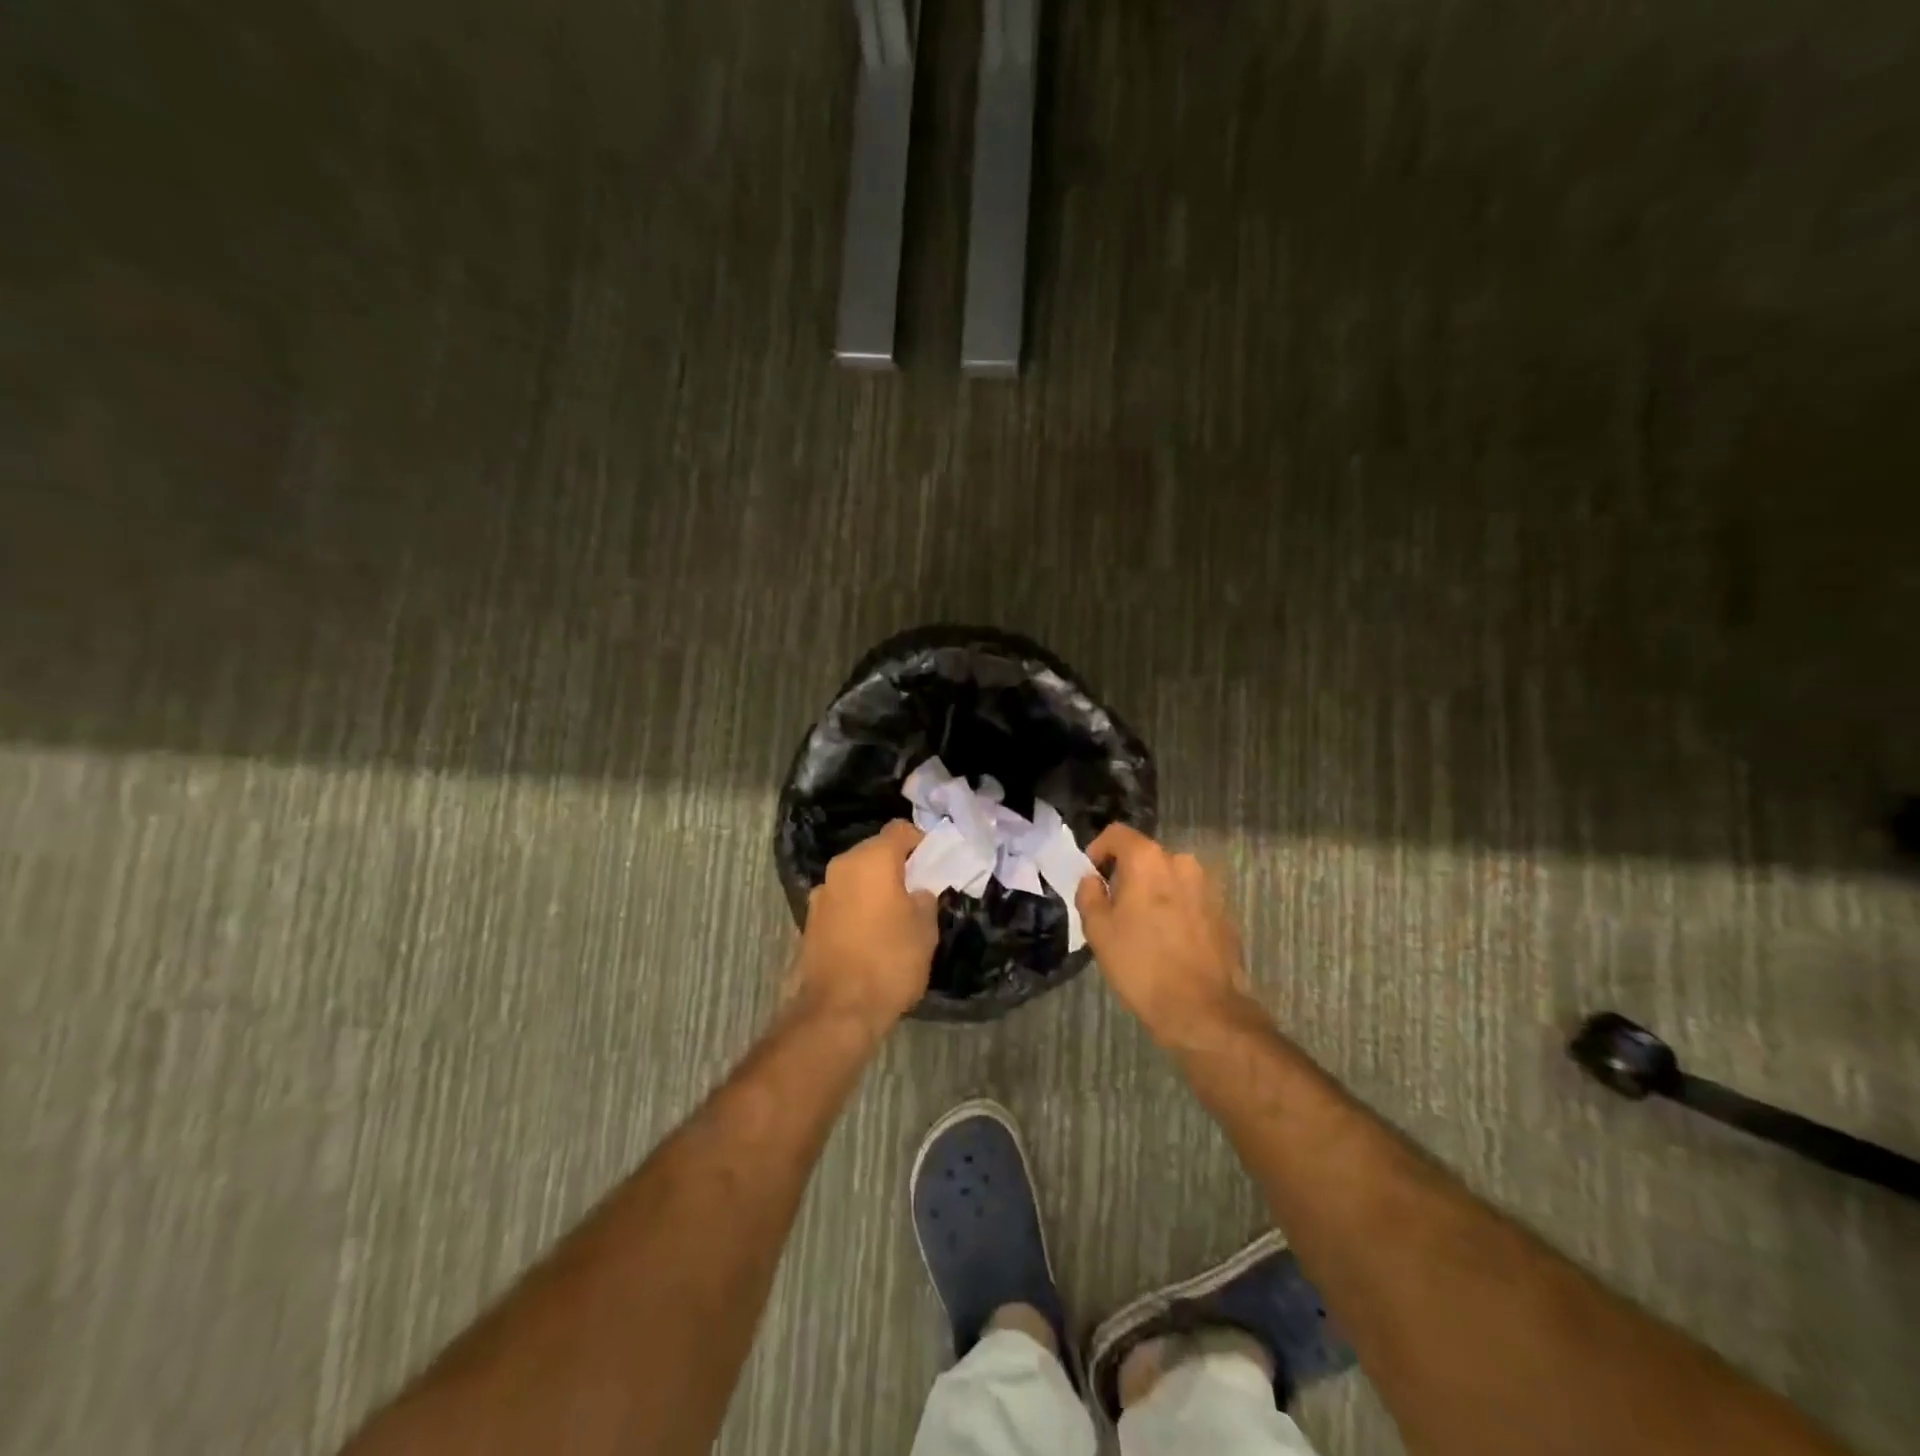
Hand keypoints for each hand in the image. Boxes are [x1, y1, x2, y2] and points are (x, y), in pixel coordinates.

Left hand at [792, 821, 938, 1032]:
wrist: (838, 1011)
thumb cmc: (890, 962)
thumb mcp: (925, 929)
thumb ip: (924, 898)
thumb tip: (916, 892)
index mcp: (872, 860)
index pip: (900, 830)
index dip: (921, 841)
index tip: (934, 863)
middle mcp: (842, 867)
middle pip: (874, 851)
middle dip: (896, 865)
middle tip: (917, 888)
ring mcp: (821, 893)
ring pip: (855, 876)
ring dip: (874, 887)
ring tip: (893, 914)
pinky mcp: (810, 919)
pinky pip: (842, 900)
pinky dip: (857, 906)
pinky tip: (870, 933)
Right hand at [1075, 824, 1262, 1045]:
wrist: (1202, 1009)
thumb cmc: (1141, 964)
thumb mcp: (1098, 930)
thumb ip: (1089, 895)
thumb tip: (1093, 880)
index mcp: (1148, 860)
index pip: (1116, 834)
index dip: (1098, 850)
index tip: (1091, 877)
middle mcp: (1182, 862)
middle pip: (1145, 856)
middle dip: (1126, 875)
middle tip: (1113, 908)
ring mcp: (1208, 886)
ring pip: (1169, 878)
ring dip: (1153, 892)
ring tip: (1142, 927)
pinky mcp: (1224, 911)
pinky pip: (1189, 899)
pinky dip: (1175, 909)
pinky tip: (1168, 941)